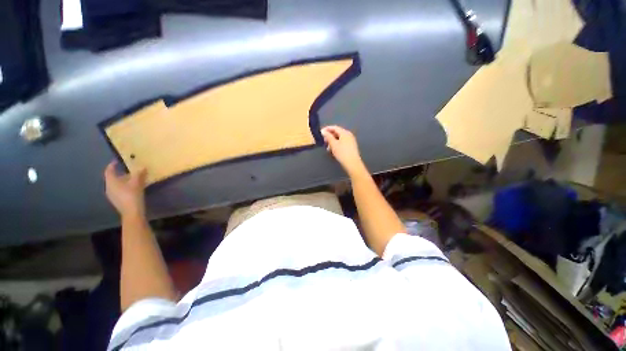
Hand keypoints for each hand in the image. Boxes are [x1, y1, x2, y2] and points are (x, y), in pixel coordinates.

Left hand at [104, 161, 146, 217]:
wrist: (132, 212)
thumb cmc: (132, 195)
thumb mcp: (137, 183)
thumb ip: (139, 174)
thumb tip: (142, 167)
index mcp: (111, 182)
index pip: (109, 171)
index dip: (112, 165)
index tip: (117, 161)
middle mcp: (109, 187)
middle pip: (113, 178)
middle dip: (121, 174)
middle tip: (130, 171)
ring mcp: (112, 195)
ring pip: (117, 184)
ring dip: (124, 181)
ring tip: (134, 179)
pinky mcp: (117, 200)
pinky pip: (119, 190)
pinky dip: (125, 186)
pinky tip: (133, 188)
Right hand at [321, 125, 366, 176]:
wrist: (353, 163)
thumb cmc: (342, 153)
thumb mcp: (333, 144)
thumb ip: (328, 137)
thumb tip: (323, 131)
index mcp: (345, 132)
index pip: (334, 128)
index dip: (327, 129)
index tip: (320, 132)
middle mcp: (349, 135)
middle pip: (337, 133)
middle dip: (330, 136)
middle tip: (323, 141)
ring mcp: (351, 140)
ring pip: (340, 138)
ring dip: (333, 142)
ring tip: (328, 148)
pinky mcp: (352, 146)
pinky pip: (343, 142)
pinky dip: (337, 144)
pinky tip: (333, 150)